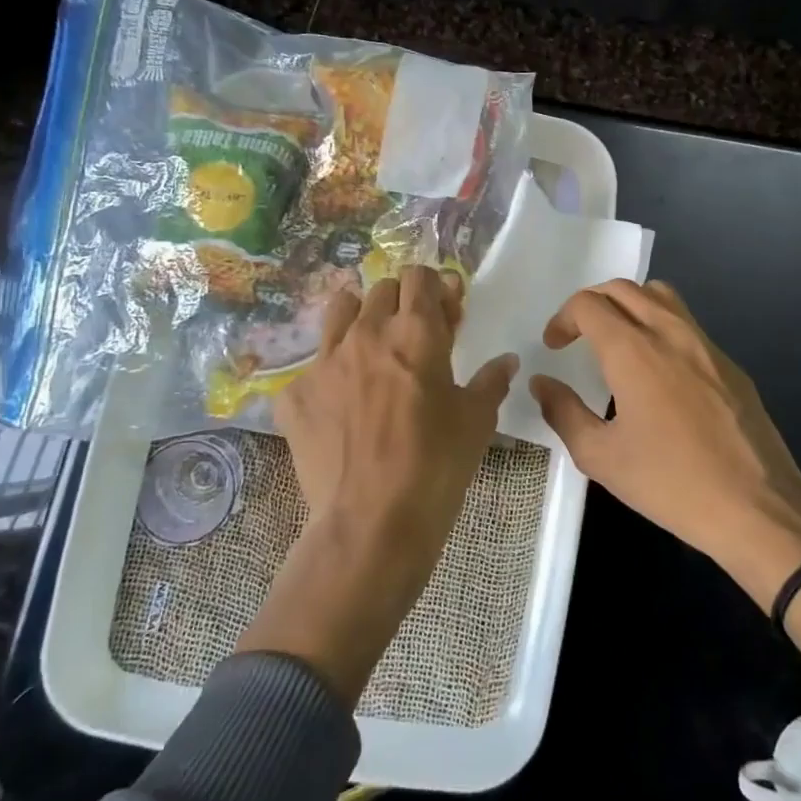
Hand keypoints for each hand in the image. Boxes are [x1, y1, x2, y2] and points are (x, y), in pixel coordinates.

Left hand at [238, 266, 516, 702]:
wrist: (372, 524)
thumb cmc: (437, 466)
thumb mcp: (477, 421)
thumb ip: (491, 381)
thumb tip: (506, 361)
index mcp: (415, 331)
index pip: (420, 276)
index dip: (435, 288)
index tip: (446, 313)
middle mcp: (366, 333)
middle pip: (380, 288)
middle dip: (401, 302)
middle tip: (414, 336)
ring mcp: (324, 361)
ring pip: (339, 310)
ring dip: (359, 319)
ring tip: (371, 351)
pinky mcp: (294, 395)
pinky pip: (311, 368)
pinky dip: (329, 376)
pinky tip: (339, 407)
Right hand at [529, 279, 800, 603]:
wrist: (757, 507)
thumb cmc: (670, 483)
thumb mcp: (601, 456)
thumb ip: (563, 412)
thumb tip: (542, 383)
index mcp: (634, 350)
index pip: (589, 304)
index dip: (563, 318)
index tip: (555, 347)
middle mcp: (669, 332)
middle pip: (623, 288)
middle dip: (591, 304)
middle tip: (578, 336)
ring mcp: (706, 344)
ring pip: (660, 295)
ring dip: (629, 304)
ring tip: (617, 340)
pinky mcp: (729, 363)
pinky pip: (687, 323)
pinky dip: (660, 325)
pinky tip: (658, 371)